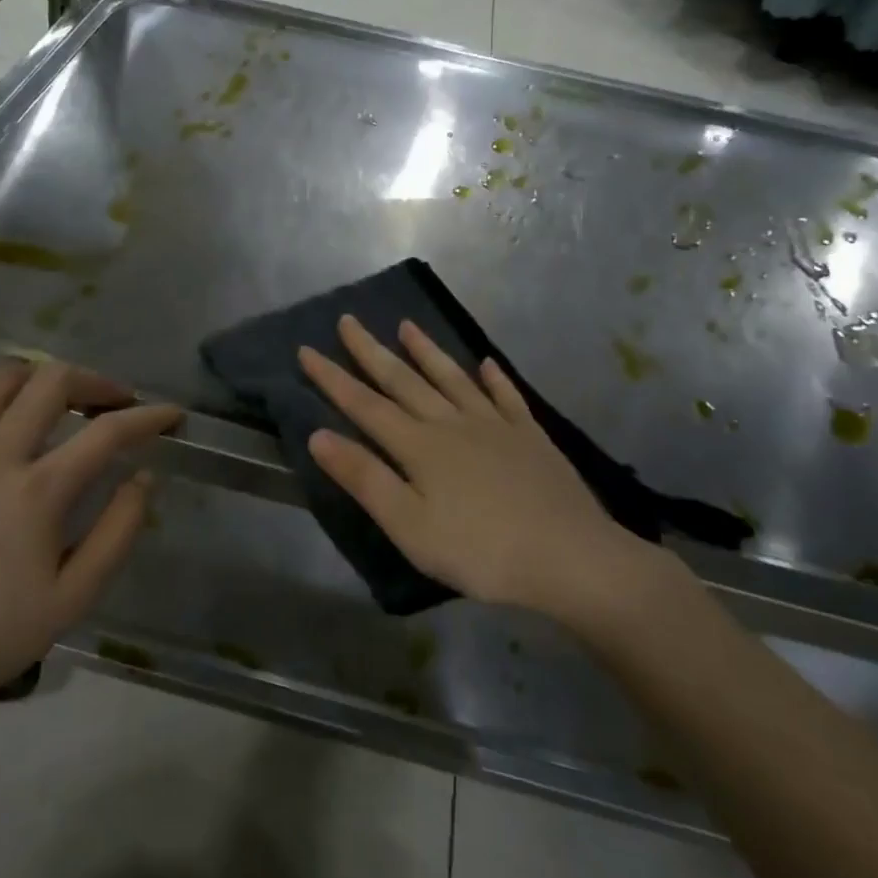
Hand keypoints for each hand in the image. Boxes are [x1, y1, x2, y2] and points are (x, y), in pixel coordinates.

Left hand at [0, 362, 180, 729]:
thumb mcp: (76, 595)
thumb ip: (119, 530)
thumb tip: (144, 478)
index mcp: (38, 491)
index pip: (106, 432)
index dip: (148, 417)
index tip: (173, 415)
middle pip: (52, 382)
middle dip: (96, 382)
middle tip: (118, 404)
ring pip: (3, 378)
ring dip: (44, 376)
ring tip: (67, 398)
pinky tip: (10, 406)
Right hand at [300, 316, 674, 630]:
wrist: (570, 557)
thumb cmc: (480, 550)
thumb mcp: (409, 526)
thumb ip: (364, 478)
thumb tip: (318, 435)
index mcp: (419, 446)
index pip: (364, 405)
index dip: (333, 378)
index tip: (307, 349)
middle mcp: (452, 423)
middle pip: (404, 381)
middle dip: (371, 351)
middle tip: (349, 320)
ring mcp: (494, 425)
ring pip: (451, 379)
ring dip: (427, 352)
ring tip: (407, 326)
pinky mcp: (529, 436)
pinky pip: (507, 397)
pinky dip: (494, 378)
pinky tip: (487, 363)